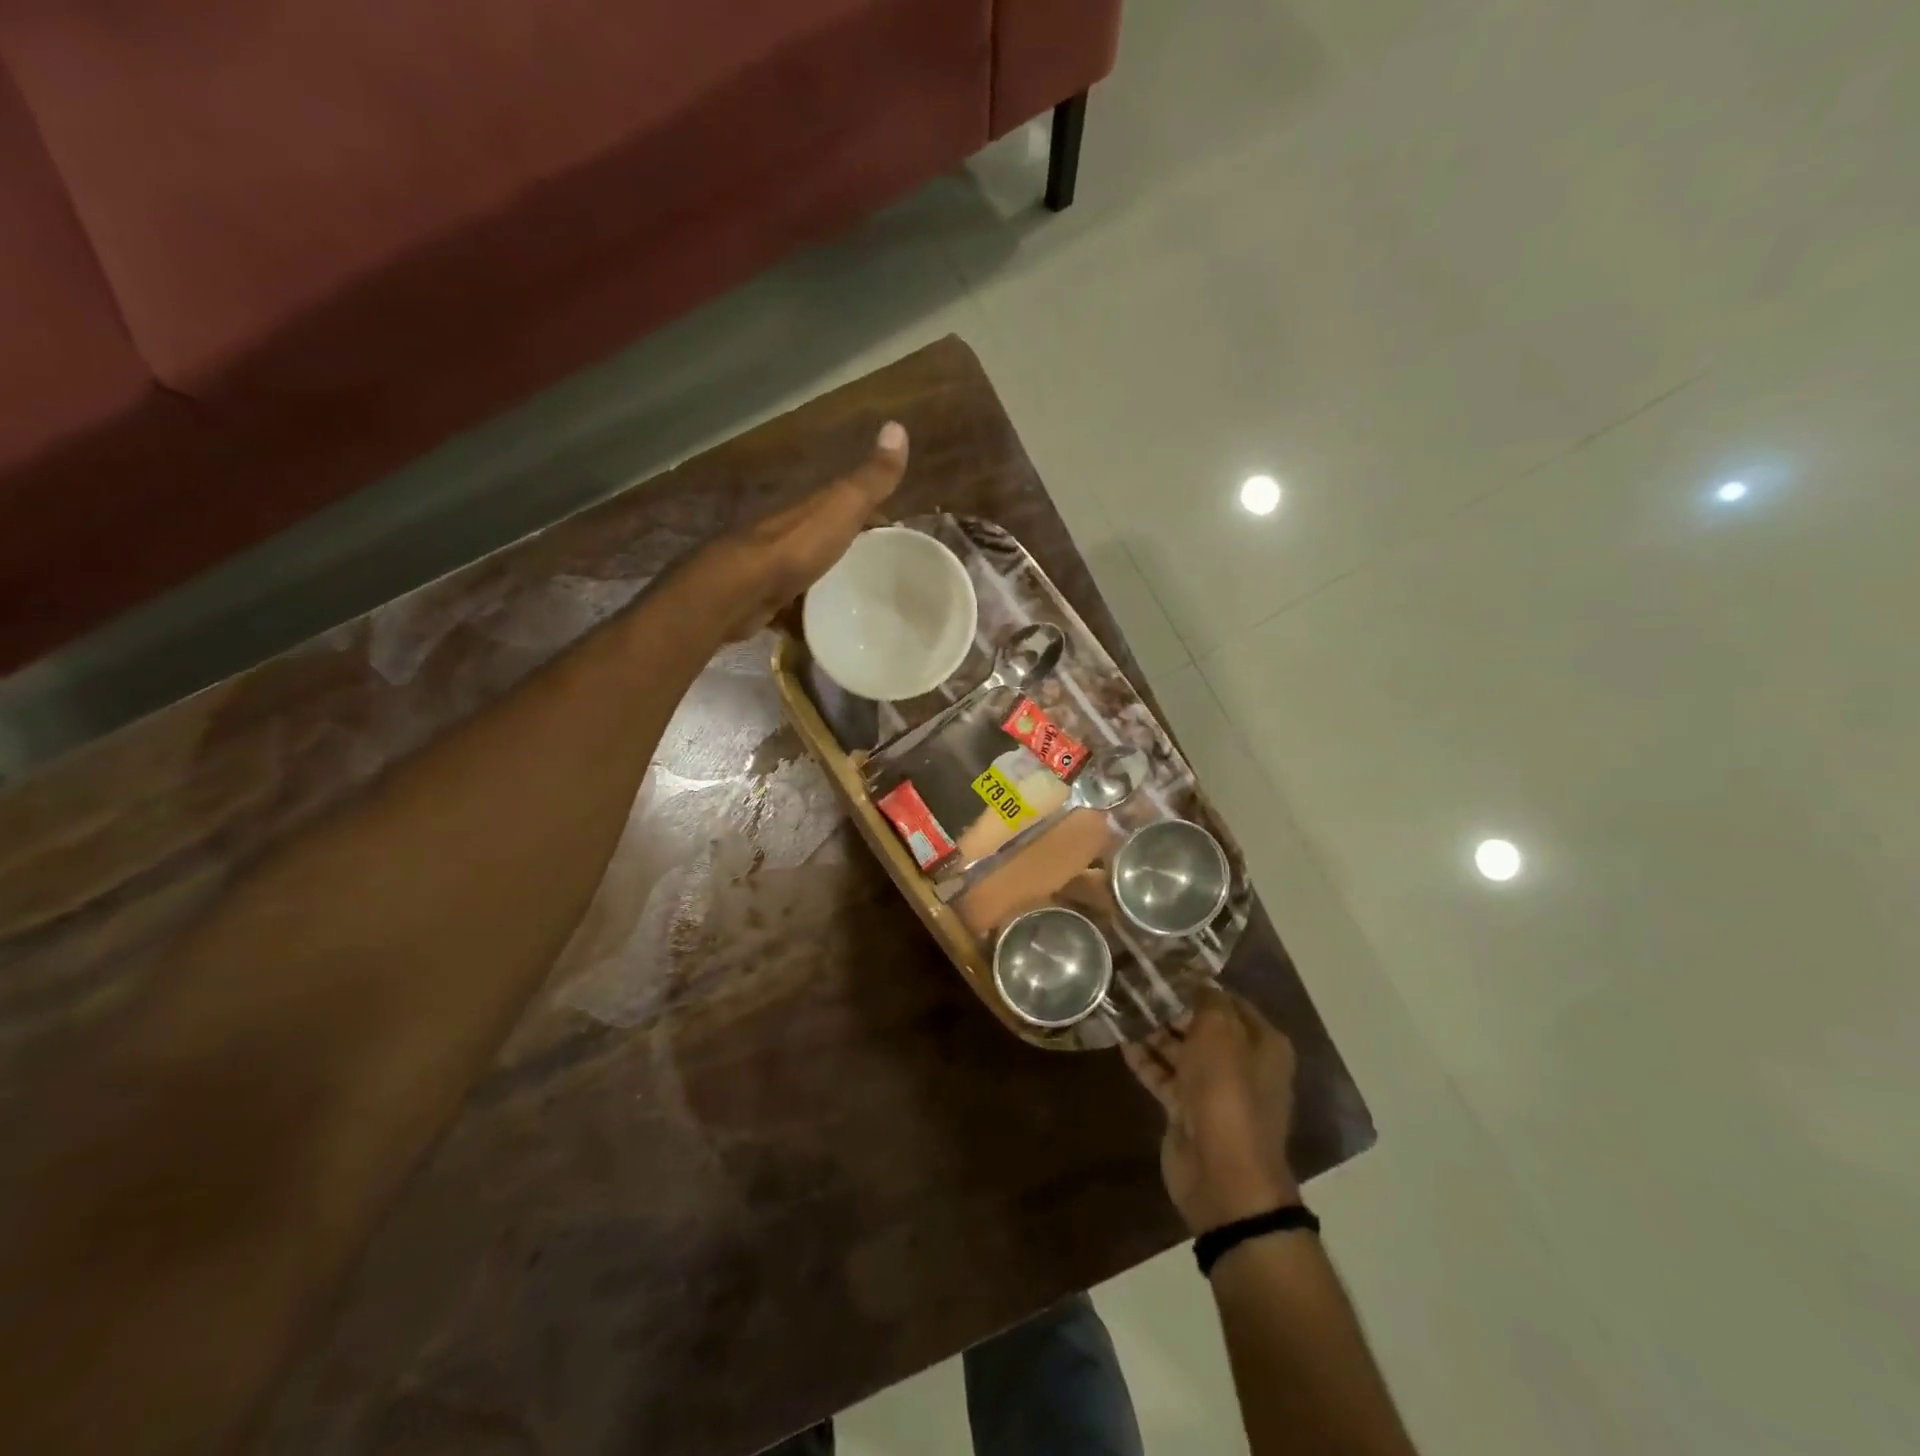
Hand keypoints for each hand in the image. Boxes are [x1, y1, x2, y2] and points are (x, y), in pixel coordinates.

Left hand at [701, 421, 908, 639]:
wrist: (738, 591)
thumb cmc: (795, 548)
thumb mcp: (840, 507)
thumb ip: (869, 479)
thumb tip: (897, 427)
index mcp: (810, 510)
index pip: (848, 505)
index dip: (875, 517)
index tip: (898, 538)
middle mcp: (790, 534)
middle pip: (828, 541)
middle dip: (853, 555)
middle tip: (885, 578)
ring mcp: (774, 570)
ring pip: (810, 575)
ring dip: (829, 586)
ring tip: (861, 608)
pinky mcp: (765, 602)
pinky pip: (793, 608)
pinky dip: (808, 618)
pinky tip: (826, 632)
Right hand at [1122, 984, 1301, 1234]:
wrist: (1222, 1175)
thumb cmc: (1227, 1093)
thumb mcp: (1220, 1033)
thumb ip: (1208, 1001)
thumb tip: (1198, 981)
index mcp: (1262, 1043)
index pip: (1229, 1000)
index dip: (1199, 983)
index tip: (1164, 966)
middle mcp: (1241, 1063)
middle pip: (1202, 1025)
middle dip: (1172, 1007)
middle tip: (1135, 983)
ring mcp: (1213, 1090)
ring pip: (1180, 1050)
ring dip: (1154, 1032)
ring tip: (1121, 1005)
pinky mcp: (1186, 1111)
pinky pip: (1163, 1076)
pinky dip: (1145, 1060)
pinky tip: (1120, 1040)